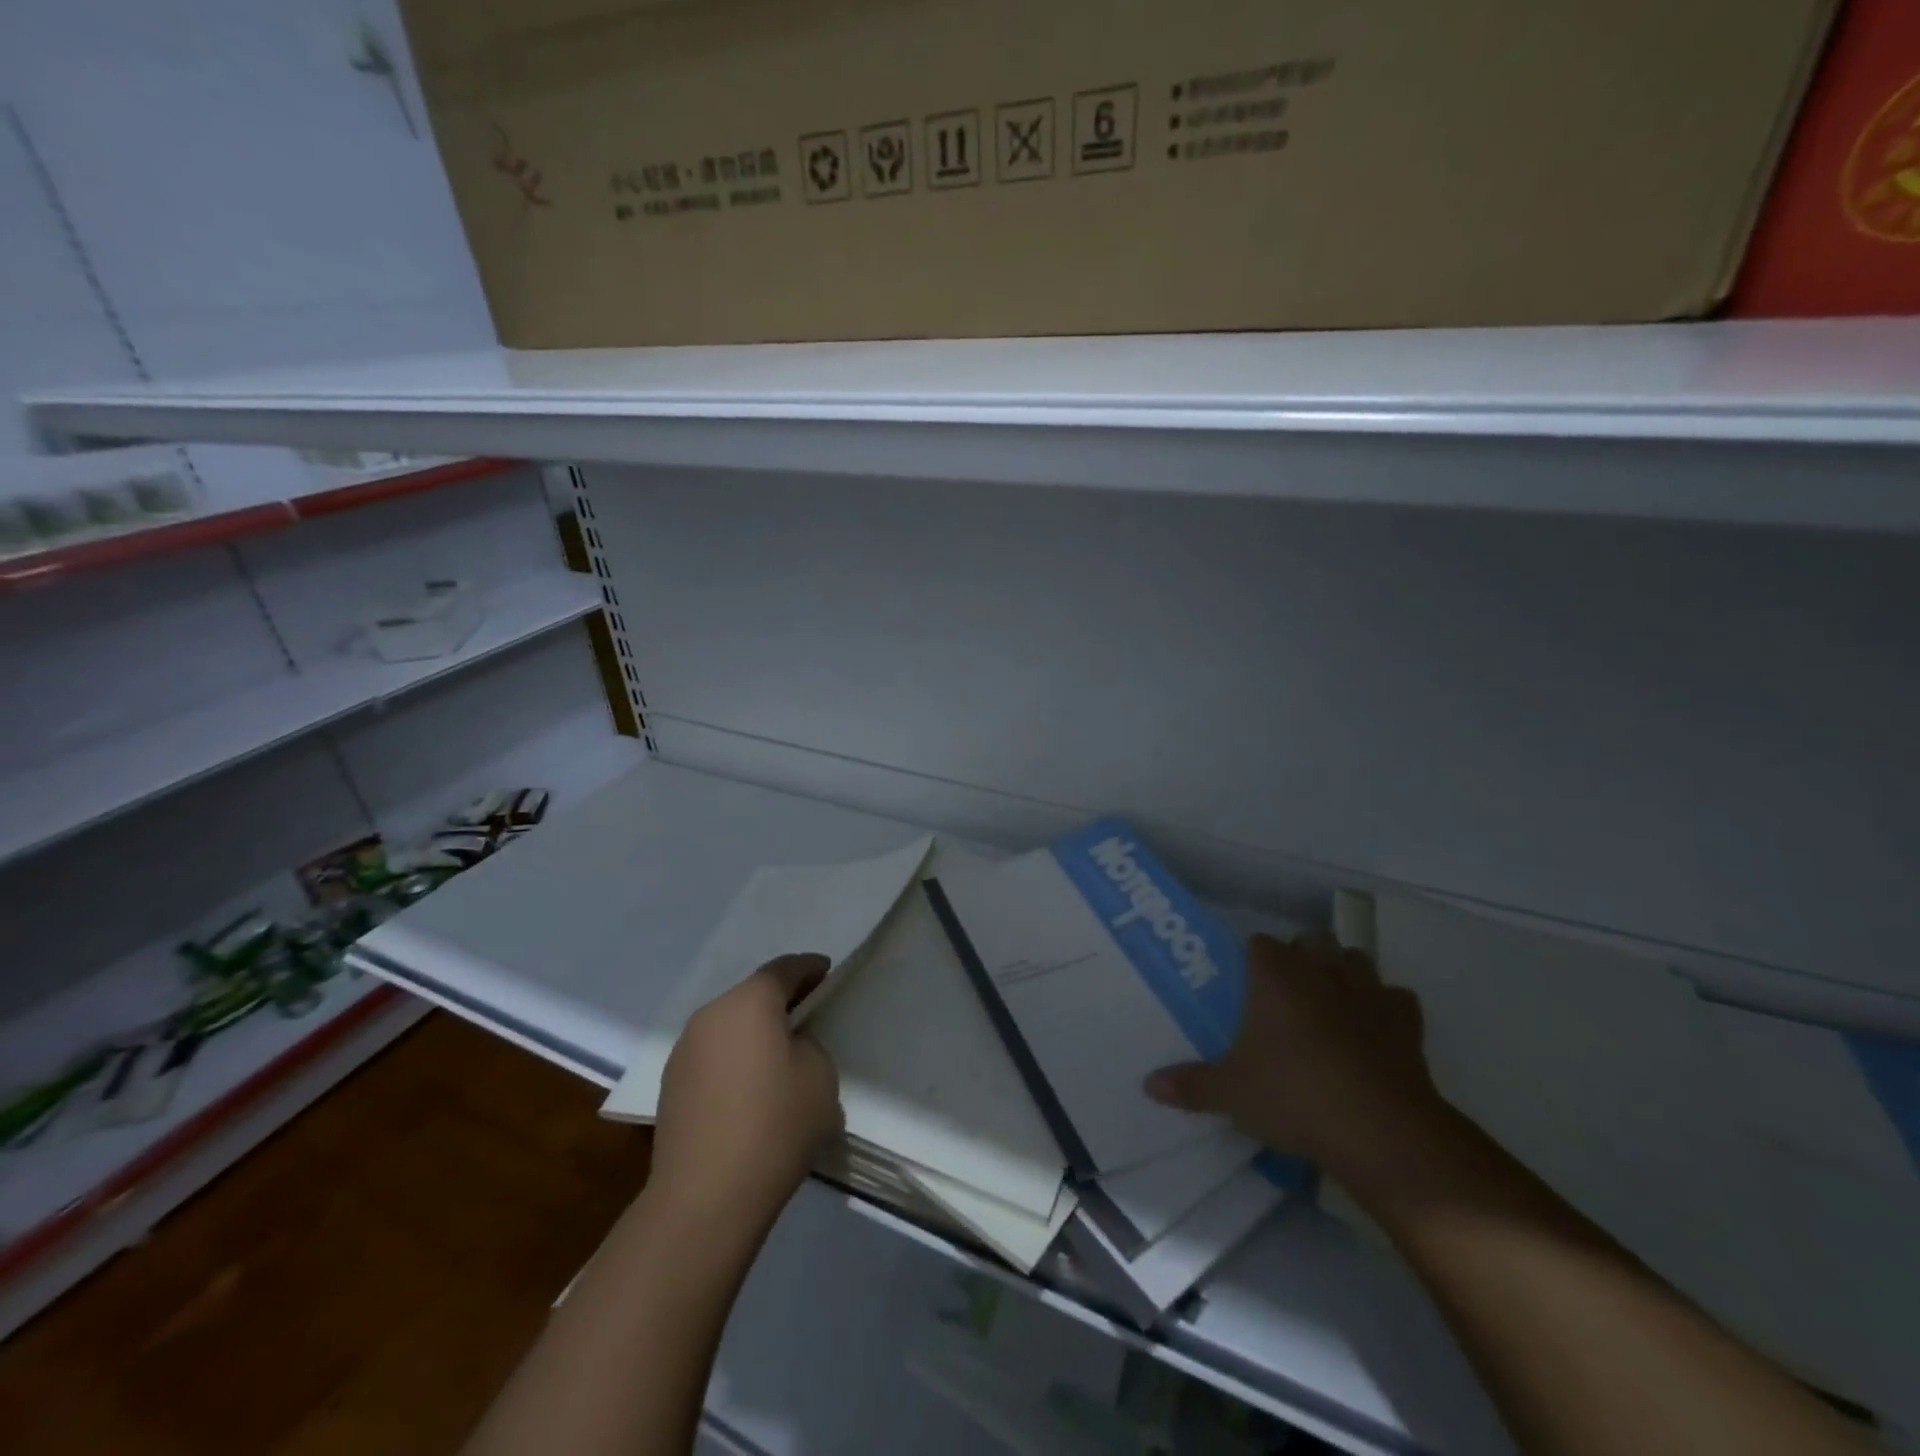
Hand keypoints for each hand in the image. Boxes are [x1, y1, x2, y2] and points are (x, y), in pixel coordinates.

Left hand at [650, 954, 843, 1231]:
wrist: (706, 1198)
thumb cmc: (775, 1125)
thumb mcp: (820, 1076)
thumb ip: (809, 1046)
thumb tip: (787, 1049)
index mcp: (749, 1002)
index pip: (784, 969)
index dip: (809, 968)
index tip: (826, 972)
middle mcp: (711, 1015)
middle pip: (752, 994)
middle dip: (780, 999)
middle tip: (807, 1012)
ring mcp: (684, 1051)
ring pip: (728, 1025)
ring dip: (753, 1031)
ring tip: (778, 1054)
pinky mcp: (671, 1086)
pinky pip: (712, 1055)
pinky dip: (733, 1058)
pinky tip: (749, 1087)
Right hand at [1144, 933, 1445, 1188]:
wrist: (1379, 1128)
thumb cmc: (1293, 1094)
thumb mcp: (1231, 1093)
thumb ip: (1190, 1084)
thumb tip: (1148, 1085)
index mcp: (1275, 974)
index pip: (1259, 942)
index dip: (1252, 959)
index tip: (1246, 984)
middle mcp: (1321, 969)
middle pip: (1310, 940)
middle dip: (1301, 957)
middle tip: (1286, 995)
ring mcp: (1369, 990)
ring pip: (1356, 958)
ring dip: (1343, 972)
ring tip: (1330, 1004)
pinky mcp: (1407, 1020)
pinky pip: (1396, 998)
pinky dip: (1386, 1007)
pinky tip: (1375, 1030)